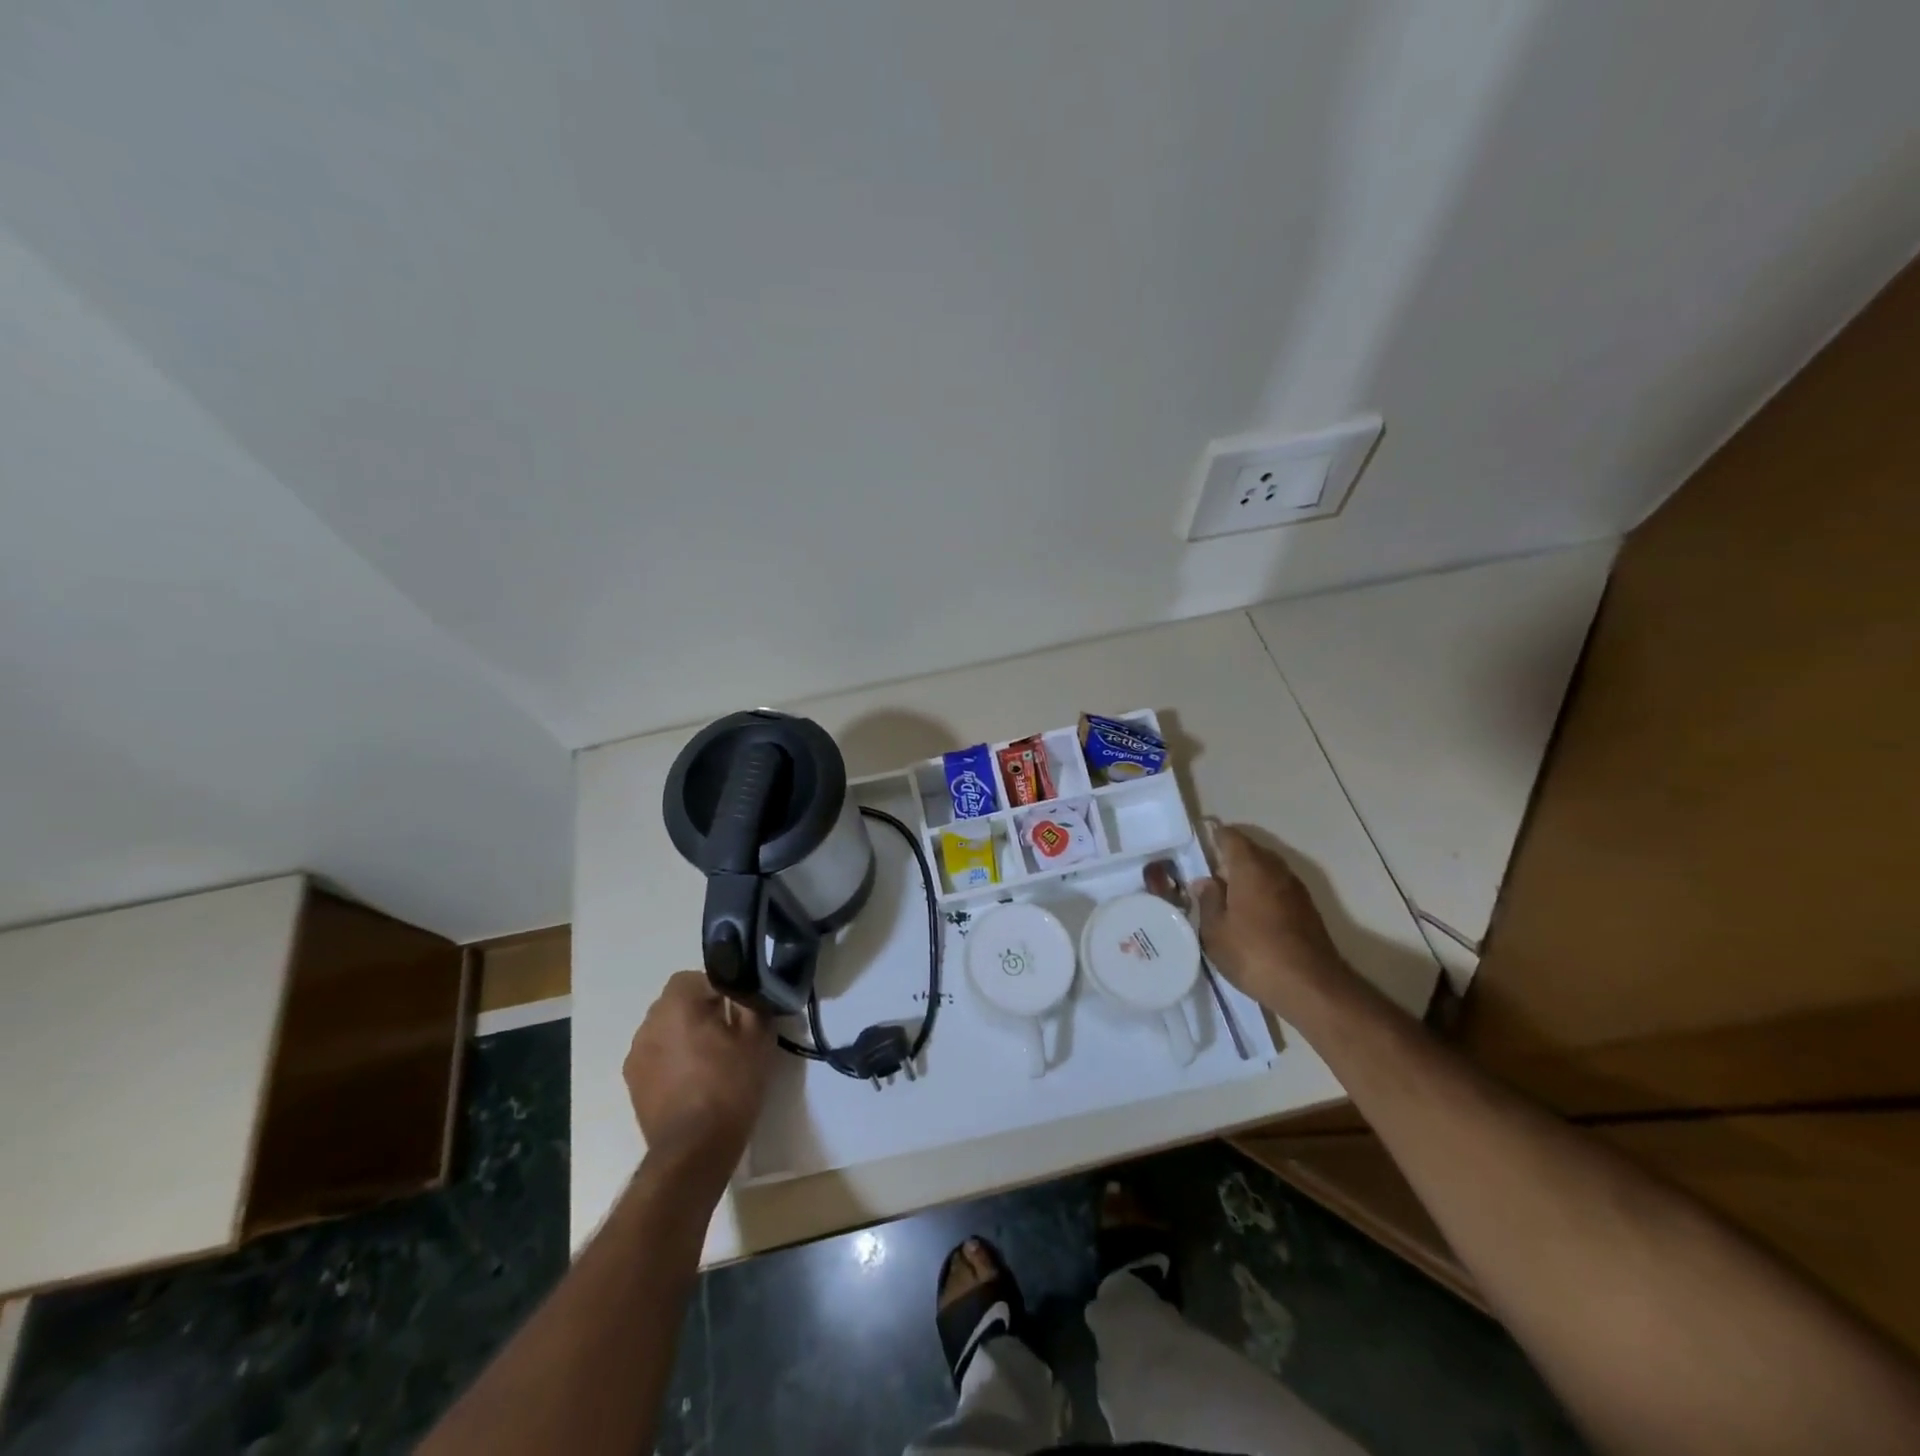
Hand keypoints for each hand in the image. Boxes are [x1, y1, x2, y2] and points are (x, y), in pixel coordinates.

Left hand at [624, 972, 774, 1187]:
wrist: (694, 1151)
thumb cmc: (729, 1087)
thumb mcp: (757, 1039)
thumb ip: (752, 1002)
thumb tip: (749, 986)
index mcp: (677, 1005)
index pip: (696, 977)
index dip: (719, 988)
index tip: (737, 1009)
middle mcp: (649, 1023)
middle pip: (677, 1001)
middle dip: (700, 1010)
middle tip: (728, 1032)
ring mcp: (636, 1054)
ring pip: (665, 1028)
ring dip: (684, 1034)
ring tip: (710, 1059)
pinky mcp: (632, 1082)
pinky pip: (656, 1054)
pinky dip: (672, 1058)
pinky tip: (693, 1081)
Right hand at [1193, 825, 1346, 1009]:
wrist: (1311, 987)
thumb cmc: (1254, 954)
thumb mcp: (1215, 931)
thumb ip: (1208, 900)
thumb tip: (1205, 881)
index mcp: (1250, 866)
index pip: (1230, 836)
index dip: (1213, 837)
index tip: (1197, 848)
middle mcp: (1276, 869)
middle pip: (1250, 851)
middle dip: (1229, 859)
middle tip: (1208, 878)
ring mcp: (1296, 889)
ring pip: (1266, 870)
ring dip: (1248, 878)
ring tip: (1227, 899)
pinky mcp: (1307, 910)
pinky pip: (1278, 889)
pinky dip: (1263, 894)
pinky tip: (1251, 916)